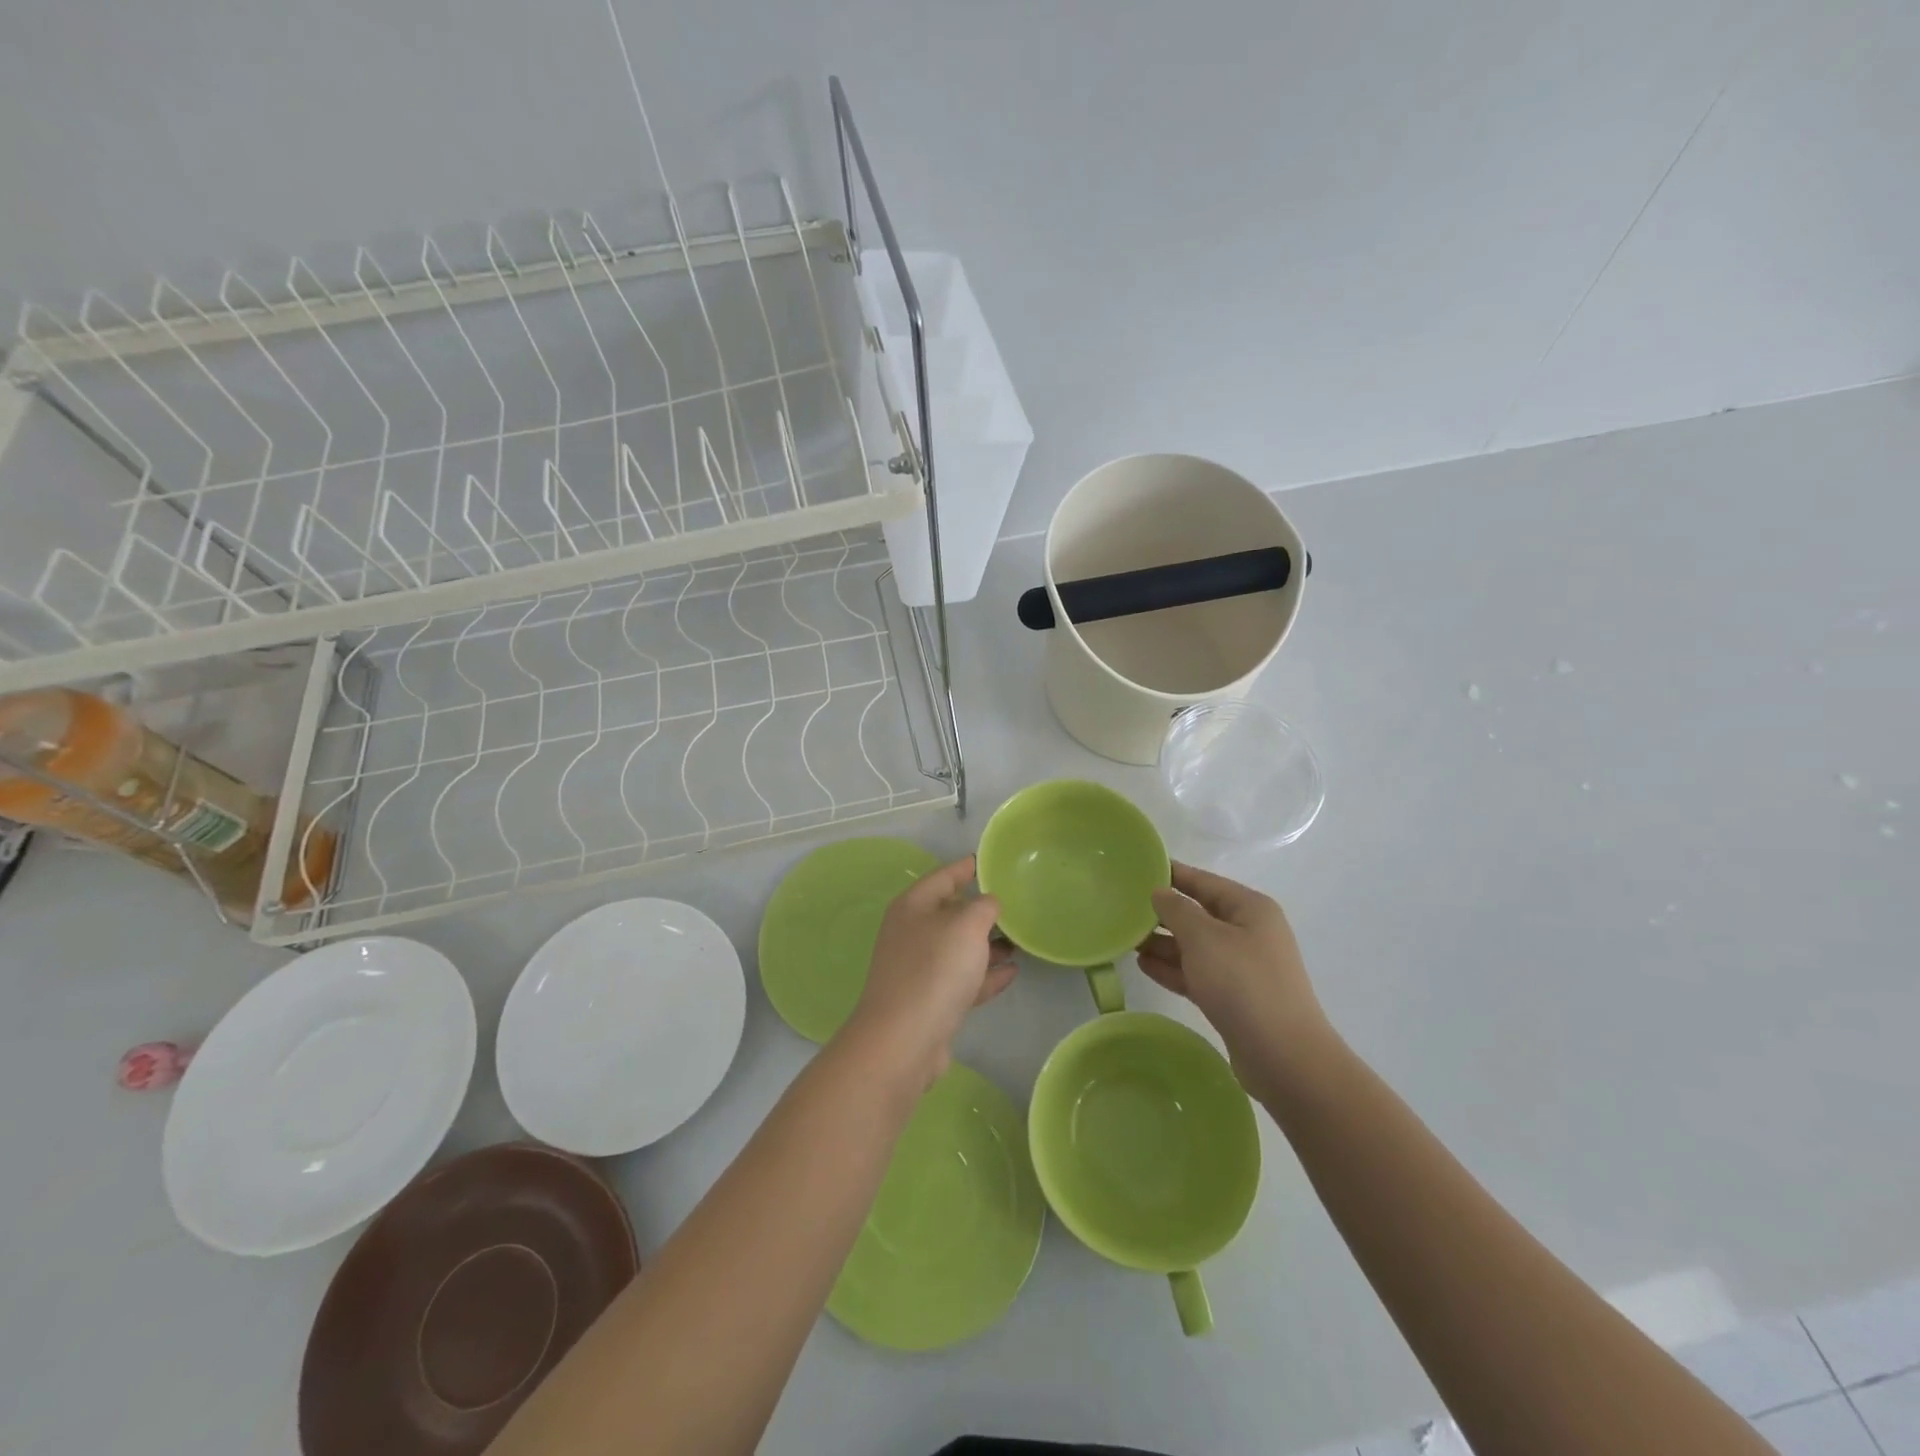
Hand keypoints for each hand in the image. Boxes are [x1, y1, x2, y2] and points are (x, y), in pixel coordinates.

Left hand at [844, 856, 1017, 1090]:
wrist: (904, 1040)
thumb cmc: (935, 969)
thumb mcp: (967, 926)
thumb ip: (984, 906)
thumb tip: (988, 903)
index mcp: (913, 906)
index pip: (943, 876)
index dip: (966, 867)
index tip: (988, 861)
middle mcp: (912, 933)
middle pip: (951, 913)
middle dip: (982, 911)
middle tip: (1016, 906)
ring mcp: (919, 969)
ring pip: (959, 949)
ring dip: (988, 945)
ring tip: (1020, 942)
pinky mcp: (930, 1001)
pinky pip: (963, 979)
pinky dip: (985, 974)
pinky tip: (1012, 972)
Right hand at [1137, 862, 1331, 1097]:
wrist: (1283, 1057)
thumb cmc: (1243, 983)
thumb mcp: (1204, 938)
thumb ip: (1177, 910)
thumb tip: (1160, 893)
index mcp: (1250, 908)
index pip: (1204, 881)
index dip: (1172, 874)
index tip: (1137, 869)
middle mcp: (1248, 932)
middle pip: (1198, 914)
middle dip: (1163, 913)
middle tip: (1123, 909)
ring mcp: (1242, 967)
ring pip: (1195, 946)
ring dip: (1163, 942)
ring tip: (1126, 938)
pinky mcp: (1233, 997)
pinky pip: (1196, 973)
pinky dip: (1172, 968)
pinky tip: (1143, 965)